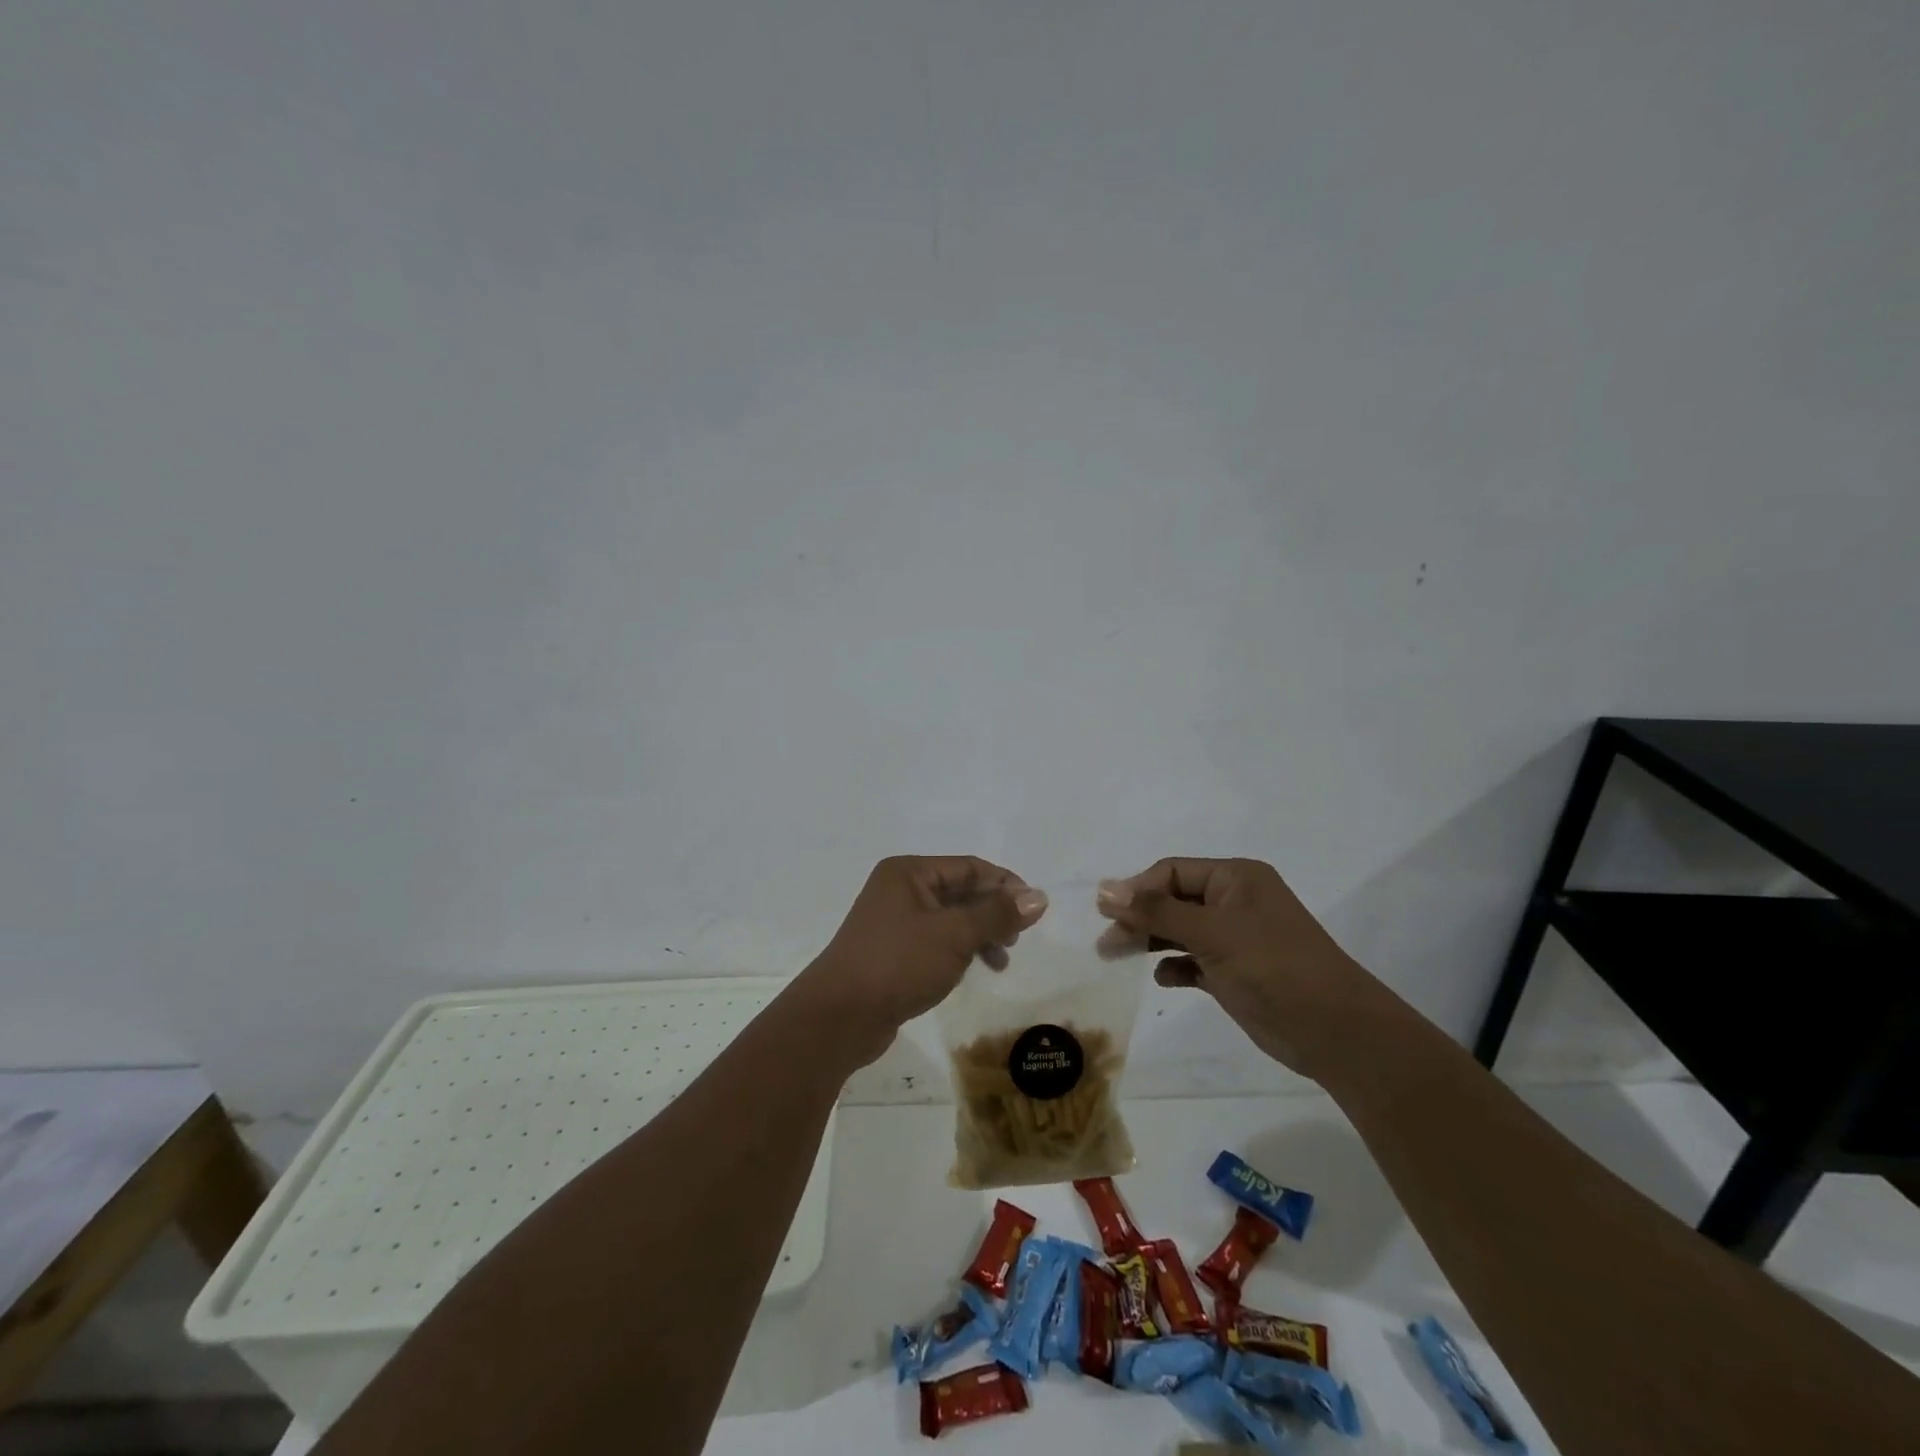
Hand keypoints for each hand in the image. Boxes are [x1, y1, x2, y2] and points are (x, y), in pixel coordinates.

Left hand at [798, 856, 1048, 1065]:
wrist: (840, 1016)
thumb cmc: (898, 963)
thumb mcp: (955, 935)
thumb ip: (997, 915)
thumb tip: (1039, 897)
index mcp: (909, 872)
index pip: (969, 867)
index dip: (1005, 885)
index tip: (1034, 910)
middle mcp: (900, 890)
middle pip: (960, 891)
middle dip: (993, 913)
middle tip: (1017, 938)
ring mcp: (894, 922)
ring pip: (950, 919)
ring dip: (980, 935)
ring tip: (1002, 960)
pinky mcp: (893, 953)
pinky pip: (936, 942)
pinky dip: (960, 951)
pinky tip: (974, 970)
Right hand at [1095, 857, 1394, 1082]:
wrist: (1335, 1032)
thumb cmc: (1274, 968)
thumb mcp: (1212, 933)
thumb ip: (1157, 911)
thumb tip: (1104, 890)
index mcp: (1235, 878)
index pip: (1171, 872)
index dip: (1137, 890)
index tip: (1106, 915)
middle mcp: (1233, 901)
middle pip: (1172, 900)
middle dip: (1138, 918)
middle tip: (1106, 943)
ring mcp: (1234, 938)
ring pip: (1179, 930)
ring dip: (1150, 941)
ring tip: (1117, 957)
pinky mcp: (1234, 972)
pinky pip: (1192, 961)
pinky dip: (1175, 966)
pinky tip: (1164, 979)